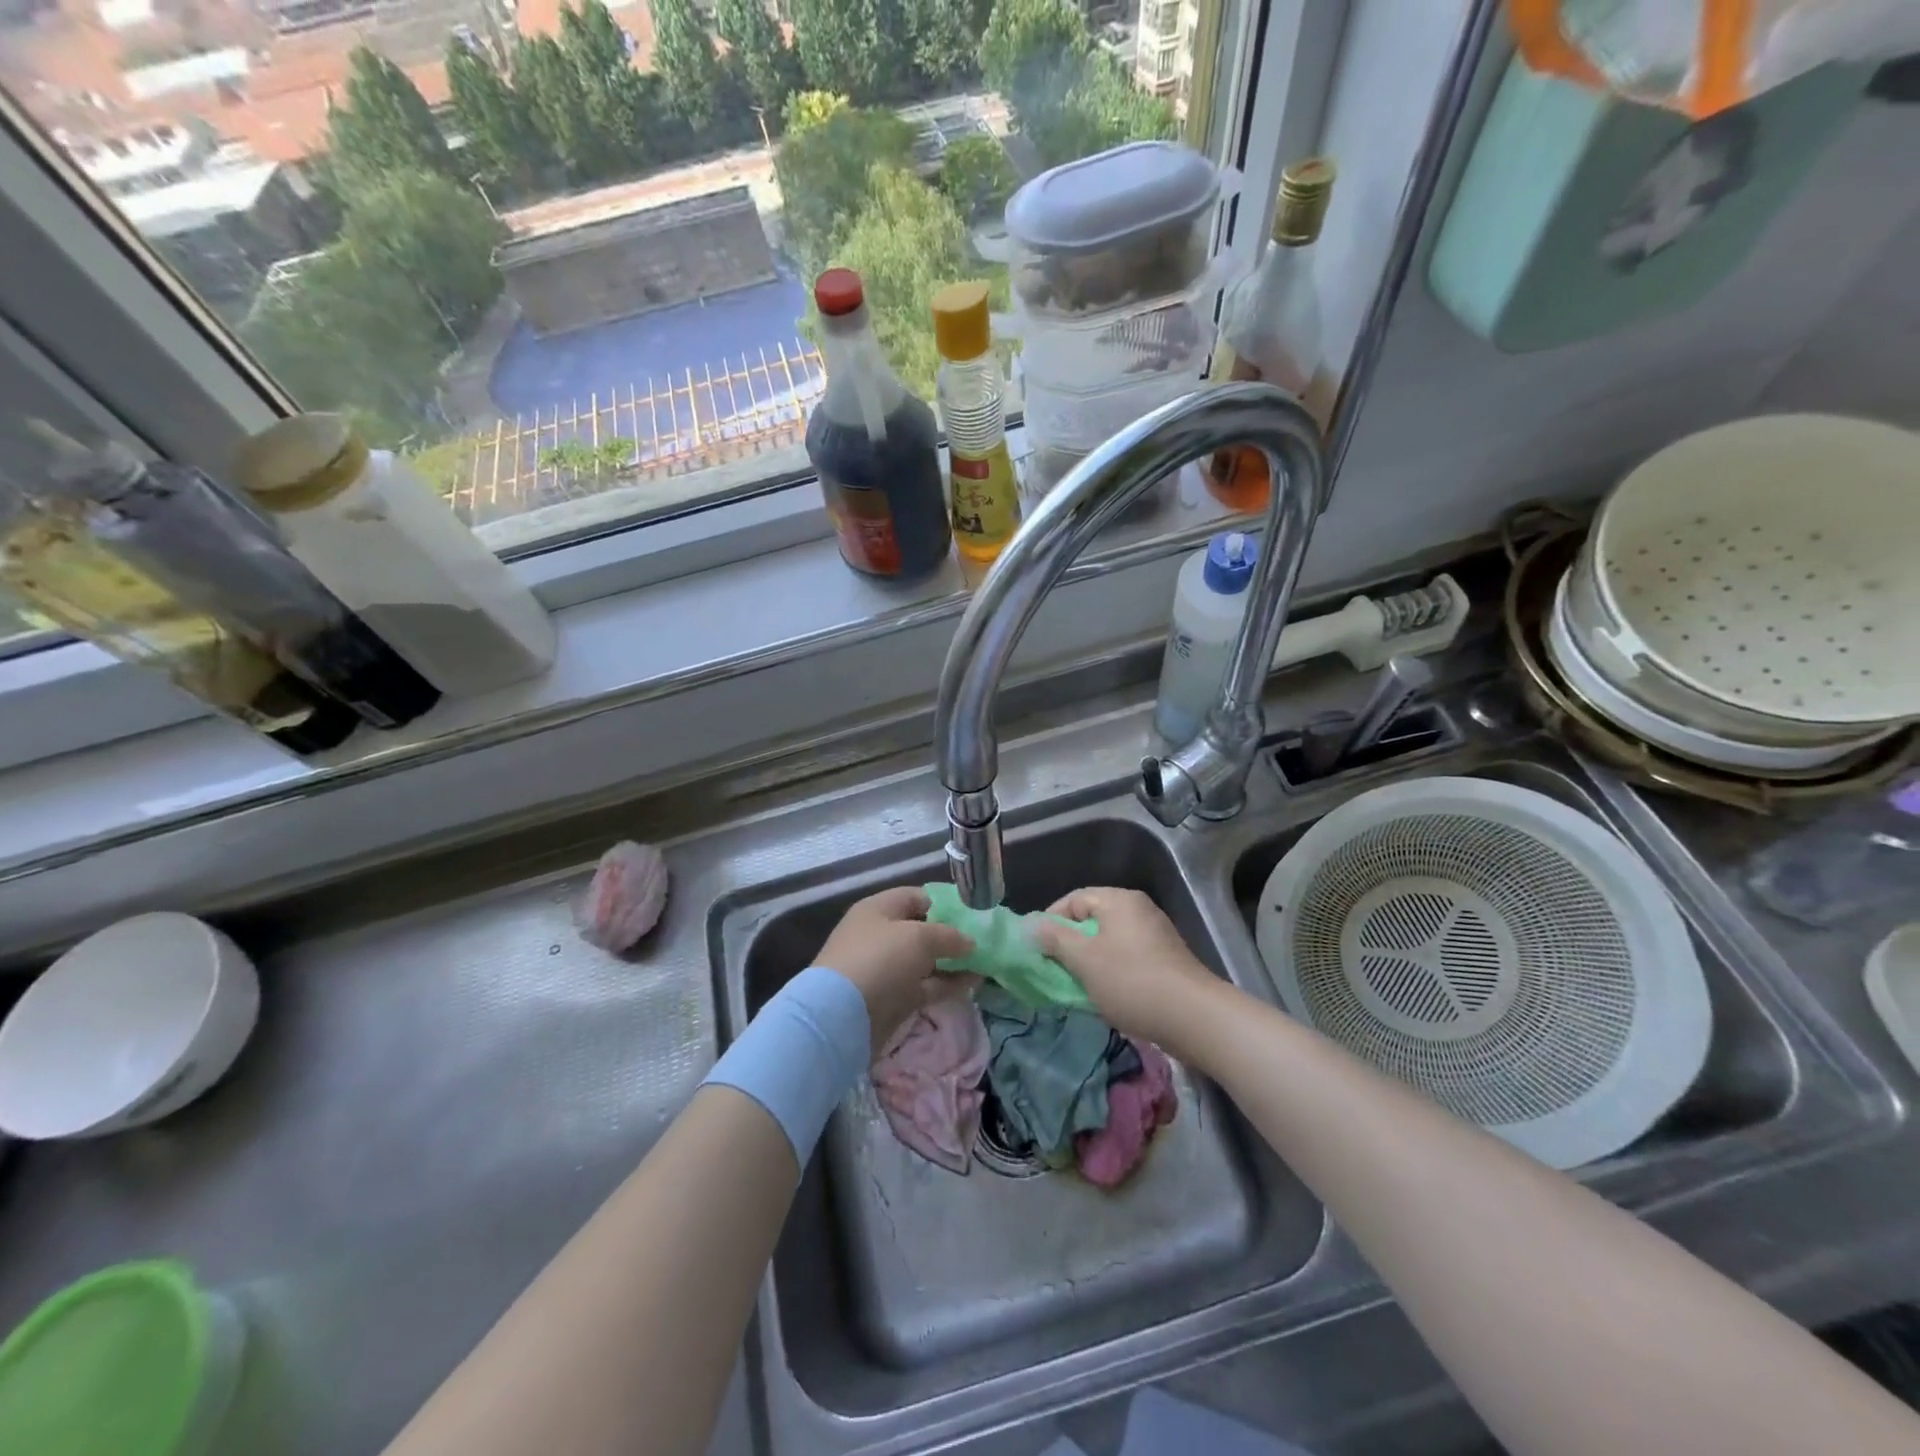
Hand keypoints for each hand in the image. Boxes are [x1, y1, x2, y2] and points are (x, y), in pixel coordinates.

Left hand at [816, 886, 973, 1053]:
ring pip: (926, 961)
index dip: (945, 903)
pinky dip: (948, 984)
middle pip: (922, 930)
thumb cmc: (880, 960)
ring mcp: (886, 969)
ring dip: (953, 963)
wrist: (841, 1016)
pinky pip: (926, 985)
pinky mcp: (893, 998)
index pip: (916, 897)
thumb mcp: (919, 938)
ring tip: (986, 964)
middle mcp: (881, 935)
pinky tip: (974, 984)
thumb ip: (949, 936)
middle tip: (983, 942)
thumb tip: (969, 942)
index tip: (973, 915)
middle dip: (952, 936)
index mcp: (879, 909)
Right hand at [1029, 887, 1223, 1054]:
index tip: (1035, 948)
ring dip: (1088, 961)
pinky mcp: (1164, 959)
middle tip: (1052, 969)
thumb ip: (1054, 939)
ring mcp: (1154, 935)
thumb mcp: (1084, 959)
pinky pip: (1126, 957)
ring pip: (1108, 941)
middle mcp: (1138, 909)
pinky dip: (1109, 971)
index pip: (1073, 899)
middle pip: (1091, 919)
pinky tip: (1104, 995)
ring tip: (1074, 985)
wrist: (1194, 1017)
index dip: (1050, 921)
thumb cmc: (1132, 981)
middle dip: (1068, 944)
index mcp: (1119, 900)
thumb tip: (1030, 925)